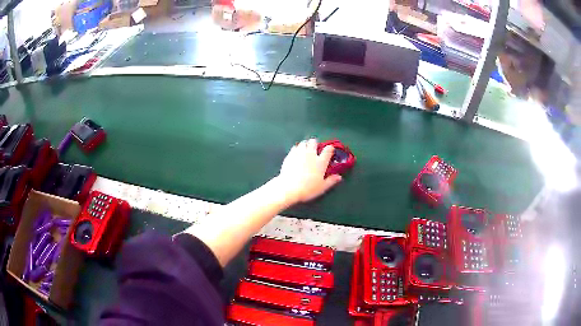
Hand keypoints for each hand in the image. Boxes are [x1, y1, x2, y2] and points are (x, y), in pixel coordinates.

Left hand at [276, 138, 341, 203]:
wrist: (289, 188)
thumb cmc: (308, 189)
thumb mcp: (322, 187)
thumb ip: (331, 181)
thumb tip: (339, 177)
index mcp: (321, 162)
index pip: (328, 149)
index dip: (330, 148)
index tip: (330, 151)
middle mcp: (311, 154)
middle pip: (313, 141)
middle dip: (315, 144)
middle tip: (314, 150)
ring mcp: (299, 153)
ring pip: (303, 142)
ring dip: (305, 145)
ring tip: (305, 150)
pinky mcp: (290, 155)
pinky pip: (294, 147)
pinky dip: (296, 149)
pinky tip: (296, 154)